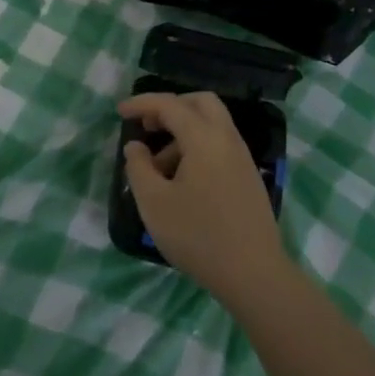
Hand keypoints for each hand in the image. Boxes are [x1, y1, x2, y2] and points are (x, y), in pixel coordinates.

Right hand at [119, 92, 289, 305]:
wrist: (253, 273)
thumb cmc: (198, 236)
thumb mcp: (154, 203)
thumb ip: (139, 168)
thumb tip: (136, 146)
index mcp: (204, 138)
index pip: (170, 105)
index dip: (142, 103)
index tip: (120, 112)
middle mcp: (227, 139)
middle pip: (200, 102)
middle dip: (171, 107)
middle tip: (148, 127)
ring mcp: (242, 157)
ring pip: (212, 125)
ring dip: (183, 132)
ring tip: (159, 169)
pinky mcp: (248, 176)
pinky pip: (220, 145)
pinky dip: (198, 148)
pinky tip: (182, 181)